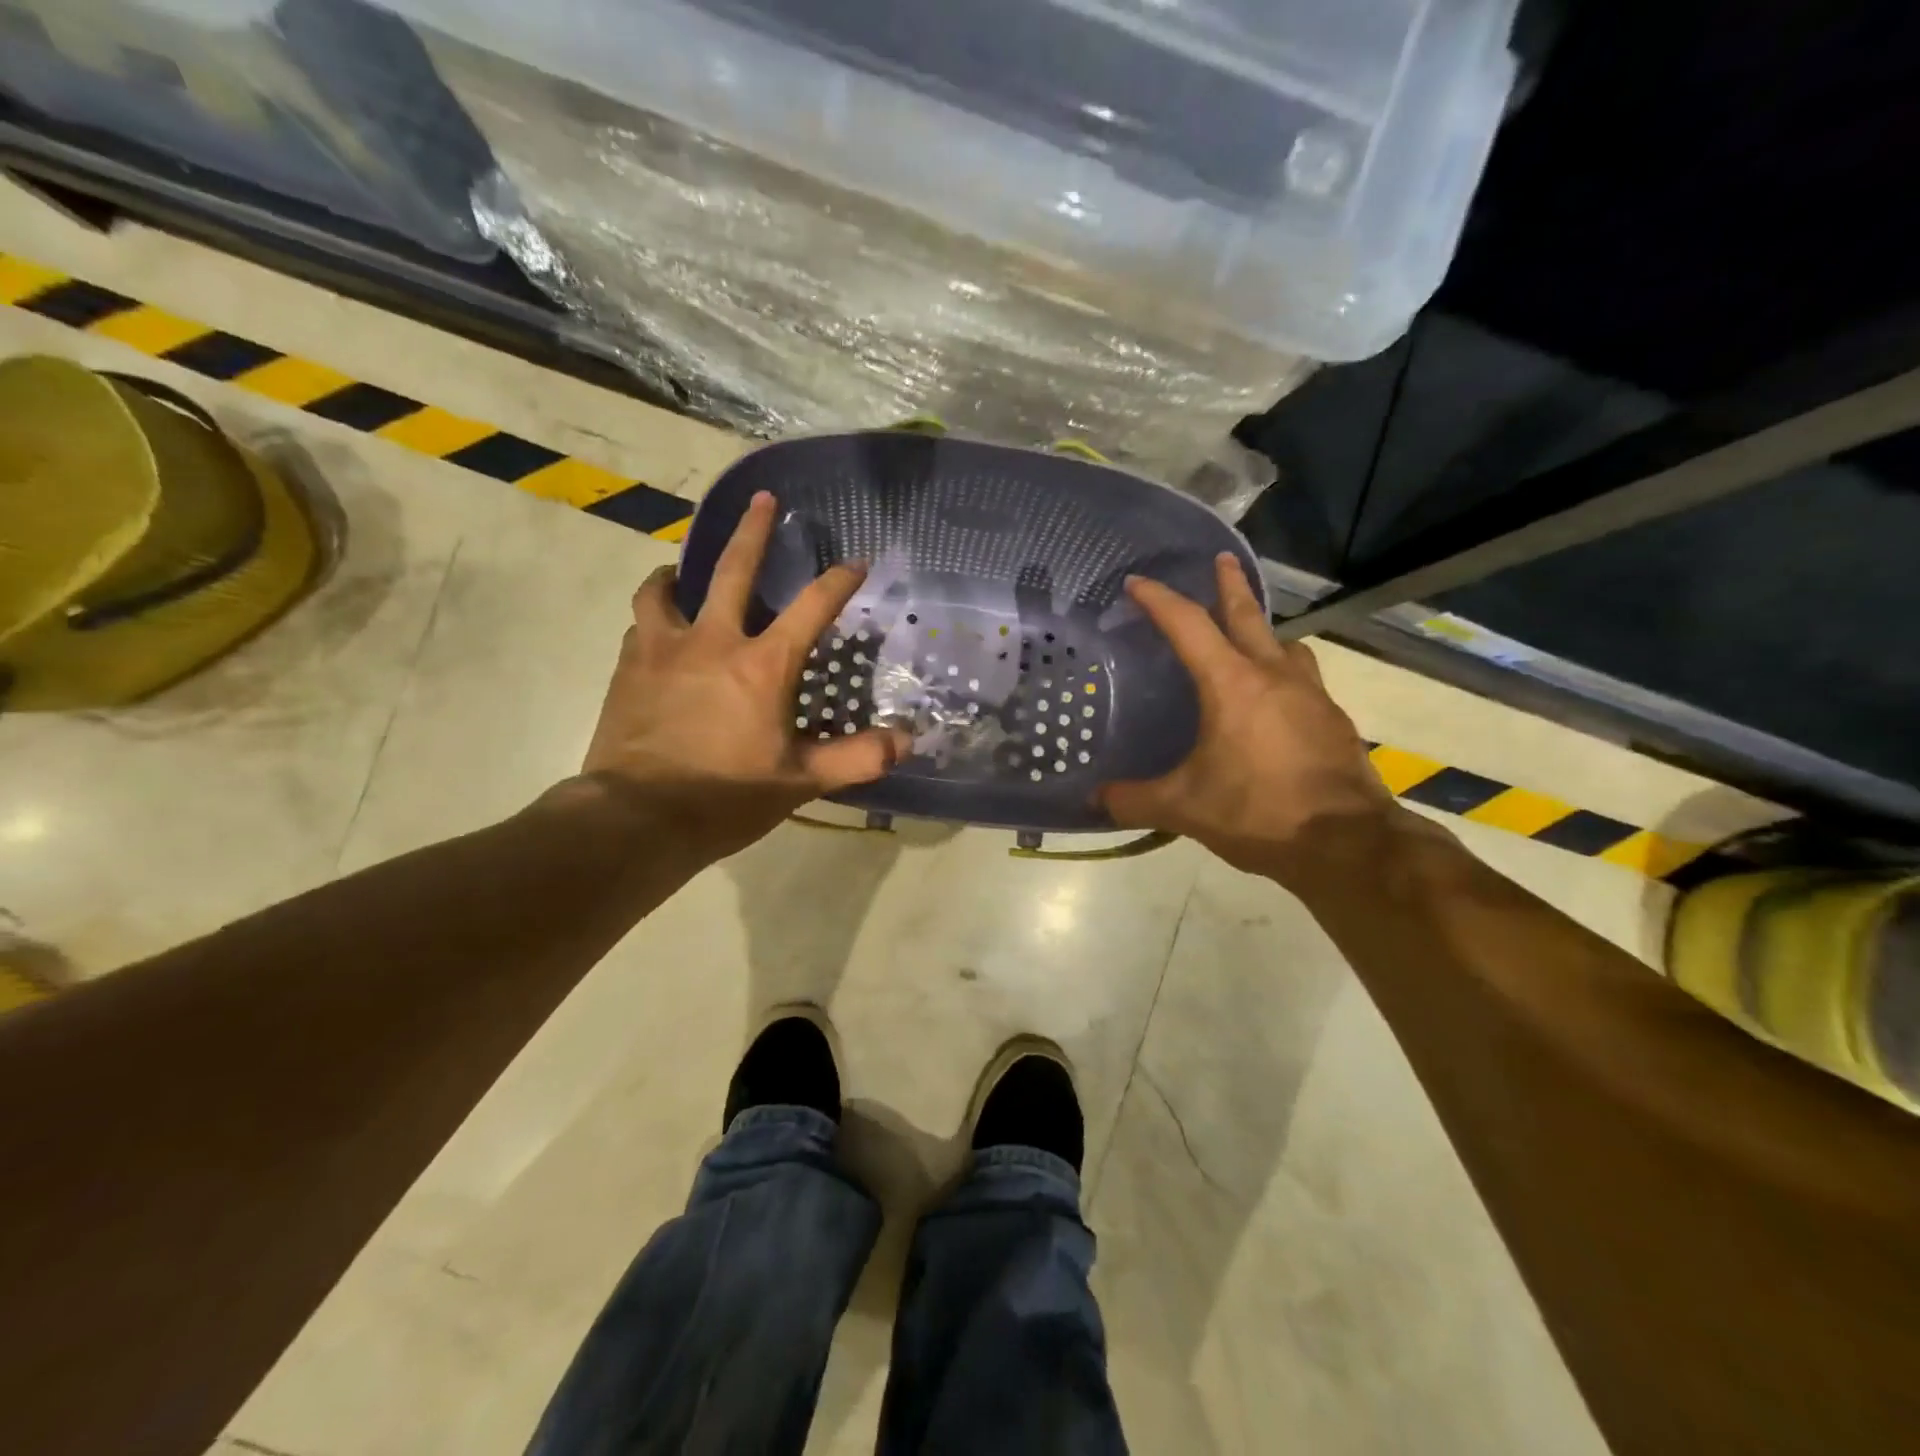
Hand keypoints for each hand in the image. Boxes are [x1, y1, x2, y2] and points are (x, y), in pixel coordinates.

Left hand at [579, 492, 907, 860]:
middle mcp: (713, 641)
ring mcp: (664, 649)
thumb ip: (857, 758)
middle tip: (765, 500)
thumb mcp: (801, 782)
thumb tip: (908, 741)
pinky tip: (659, 631)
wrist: (638, 819)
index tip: (856, 562)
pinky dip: (656, 617)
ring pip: (665, 588)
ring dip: (680, 571)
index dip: (839, 581)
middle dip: (754, 530)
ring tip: (682, 570)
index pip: (812, 608)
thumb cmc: (727, 798)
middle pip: (733, 569)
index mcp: (763, 665)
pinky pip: (642, 625)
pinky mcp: (629, 667)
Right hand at [1099, 554, 1403, 880]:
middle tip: (1221, 560)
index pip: (1188, 625)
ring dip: (1265, 632)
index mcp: (1232, 684)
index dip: (1159, 600)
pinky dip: (1285, 675)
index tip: (1137, 582)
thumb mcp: (1184, 808)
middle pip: (1248, 616)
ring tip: (1252, 638)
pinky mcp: (1334, 720)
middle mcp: (1274, 676)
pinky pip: (1305, 681)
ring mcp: (1312, 695)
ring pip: (1285, 646)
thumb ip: (1134, 799)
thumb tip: (1094, 799)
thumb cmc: (1258, 812)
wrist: (1346, 843)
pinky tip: (1278, 702)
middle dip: (1230, 585)